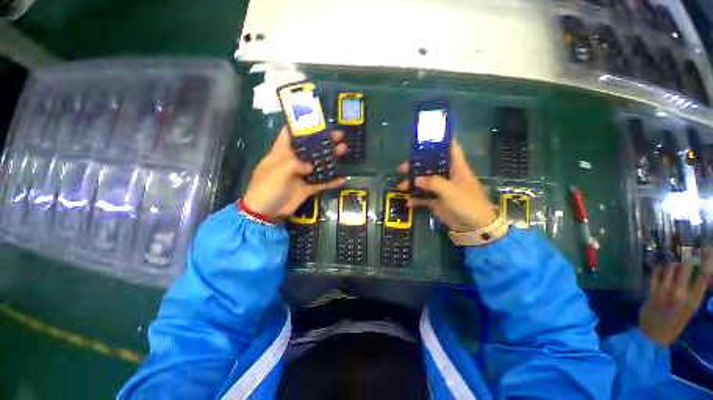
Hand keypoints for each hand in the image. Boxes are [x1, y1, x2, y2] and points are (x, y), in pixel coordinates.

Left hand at [242, 127, 346, 219]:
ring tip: (343, 149)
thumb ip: (294, 164)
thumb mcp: (277, 172)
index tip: (316, 119)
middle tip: (338, 135)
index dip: (301, 125)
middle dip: (323, 140)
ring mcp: (302, 174)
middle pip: (310, 147)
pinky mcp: (308, 187)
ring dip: (331, 157)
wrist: (265, 213)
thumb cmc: (266, 188)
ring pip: (319, 163)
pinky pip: (322, 183)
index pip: (290, 133)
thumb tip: (310, 165)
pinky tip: (343, 178)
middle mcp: (293, 161)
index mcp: (281, 152)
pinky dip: (331, 181)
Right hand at [396, 140, 496, 230]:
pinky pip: (423, 197)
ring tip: (400, 187)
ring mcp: (441, 189)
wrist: (473, 226)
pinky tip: (408, 202)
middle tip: (402, 168)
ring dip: (411, 184)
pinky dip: (415, 199)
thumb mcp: (450, 190)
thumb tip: (415, 180)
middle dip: (416, 166)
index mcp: (456, 167)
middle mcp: (447, 175)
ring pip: (423, 182)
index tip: (424, 139)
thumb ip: (432, 182)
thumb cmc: (466, 202)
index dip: (440, 141)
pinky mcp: (436, 201)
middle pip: (430, 166)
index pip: (450, 148)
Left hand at [638, 257, 712, 345]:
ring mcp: (665, 290)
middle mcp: (680, 293)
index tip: (708, 247)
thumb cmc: (676, 322)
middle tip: (686, 262)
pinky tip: (662, 271)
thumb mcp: (691, 308)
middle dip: (686, 262)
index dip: (707, 259)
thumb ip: (695, 292)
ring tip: (674, 269)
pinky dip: (660, 269)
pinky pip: (657, 272)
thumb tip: (697, 273)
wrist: (654, 334)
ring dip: (673, 265)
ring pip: (670, 267)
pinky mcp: (652, 290)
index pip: (705, 276)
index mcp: (694, 300)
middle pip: (686, 267)